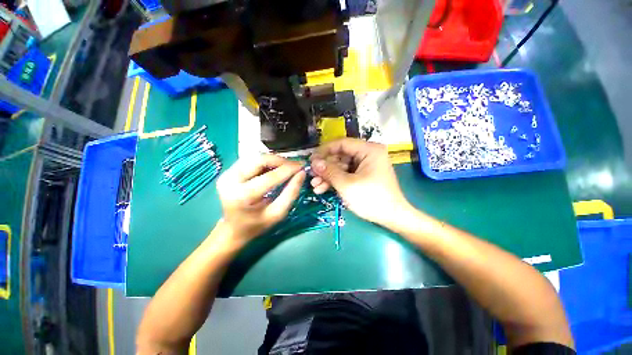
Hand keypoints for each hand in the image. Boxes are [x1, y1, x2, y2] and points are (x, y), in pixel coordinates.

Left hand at [215, 155, 305, 245]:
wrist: (233, 229)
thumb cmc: (257, 225)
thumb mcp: (278, 213)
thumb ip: (291, 193)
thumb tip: (301, 173)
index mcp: (242, 196)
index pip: (270, 177)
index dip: (288, 169)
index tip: (302, 166)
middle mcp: (230, 181)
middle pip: (260, 160)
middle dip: (281, 161)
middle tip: (295, 165)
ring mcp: (226, 174)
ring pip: (255, 157)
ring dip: (274, 160)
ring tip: (286, 167)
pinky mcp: (227, 171)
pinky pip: (251, 160)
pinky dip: (266, 162)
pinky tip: (274, 168)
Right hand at [310, 138, 410, 225]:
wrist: (392, 218)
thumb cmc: (371, 198)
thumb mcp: (347, 185)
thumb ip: (329, 171)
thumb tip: (314, 163)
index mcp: (369, 150)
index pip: (342, 143)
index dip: (325, 150)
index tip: (311, 159)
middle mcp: (368, 154)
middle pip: (340, 156)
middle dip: (325, 167)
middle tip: (311, 175)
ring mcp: (365, 165)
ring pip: (341, 167)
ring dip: (328, 176)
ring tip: (315, 186)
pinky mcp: (363, 175)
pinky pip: (346, 174)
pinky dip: (335, 181)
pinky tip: (323, 189)